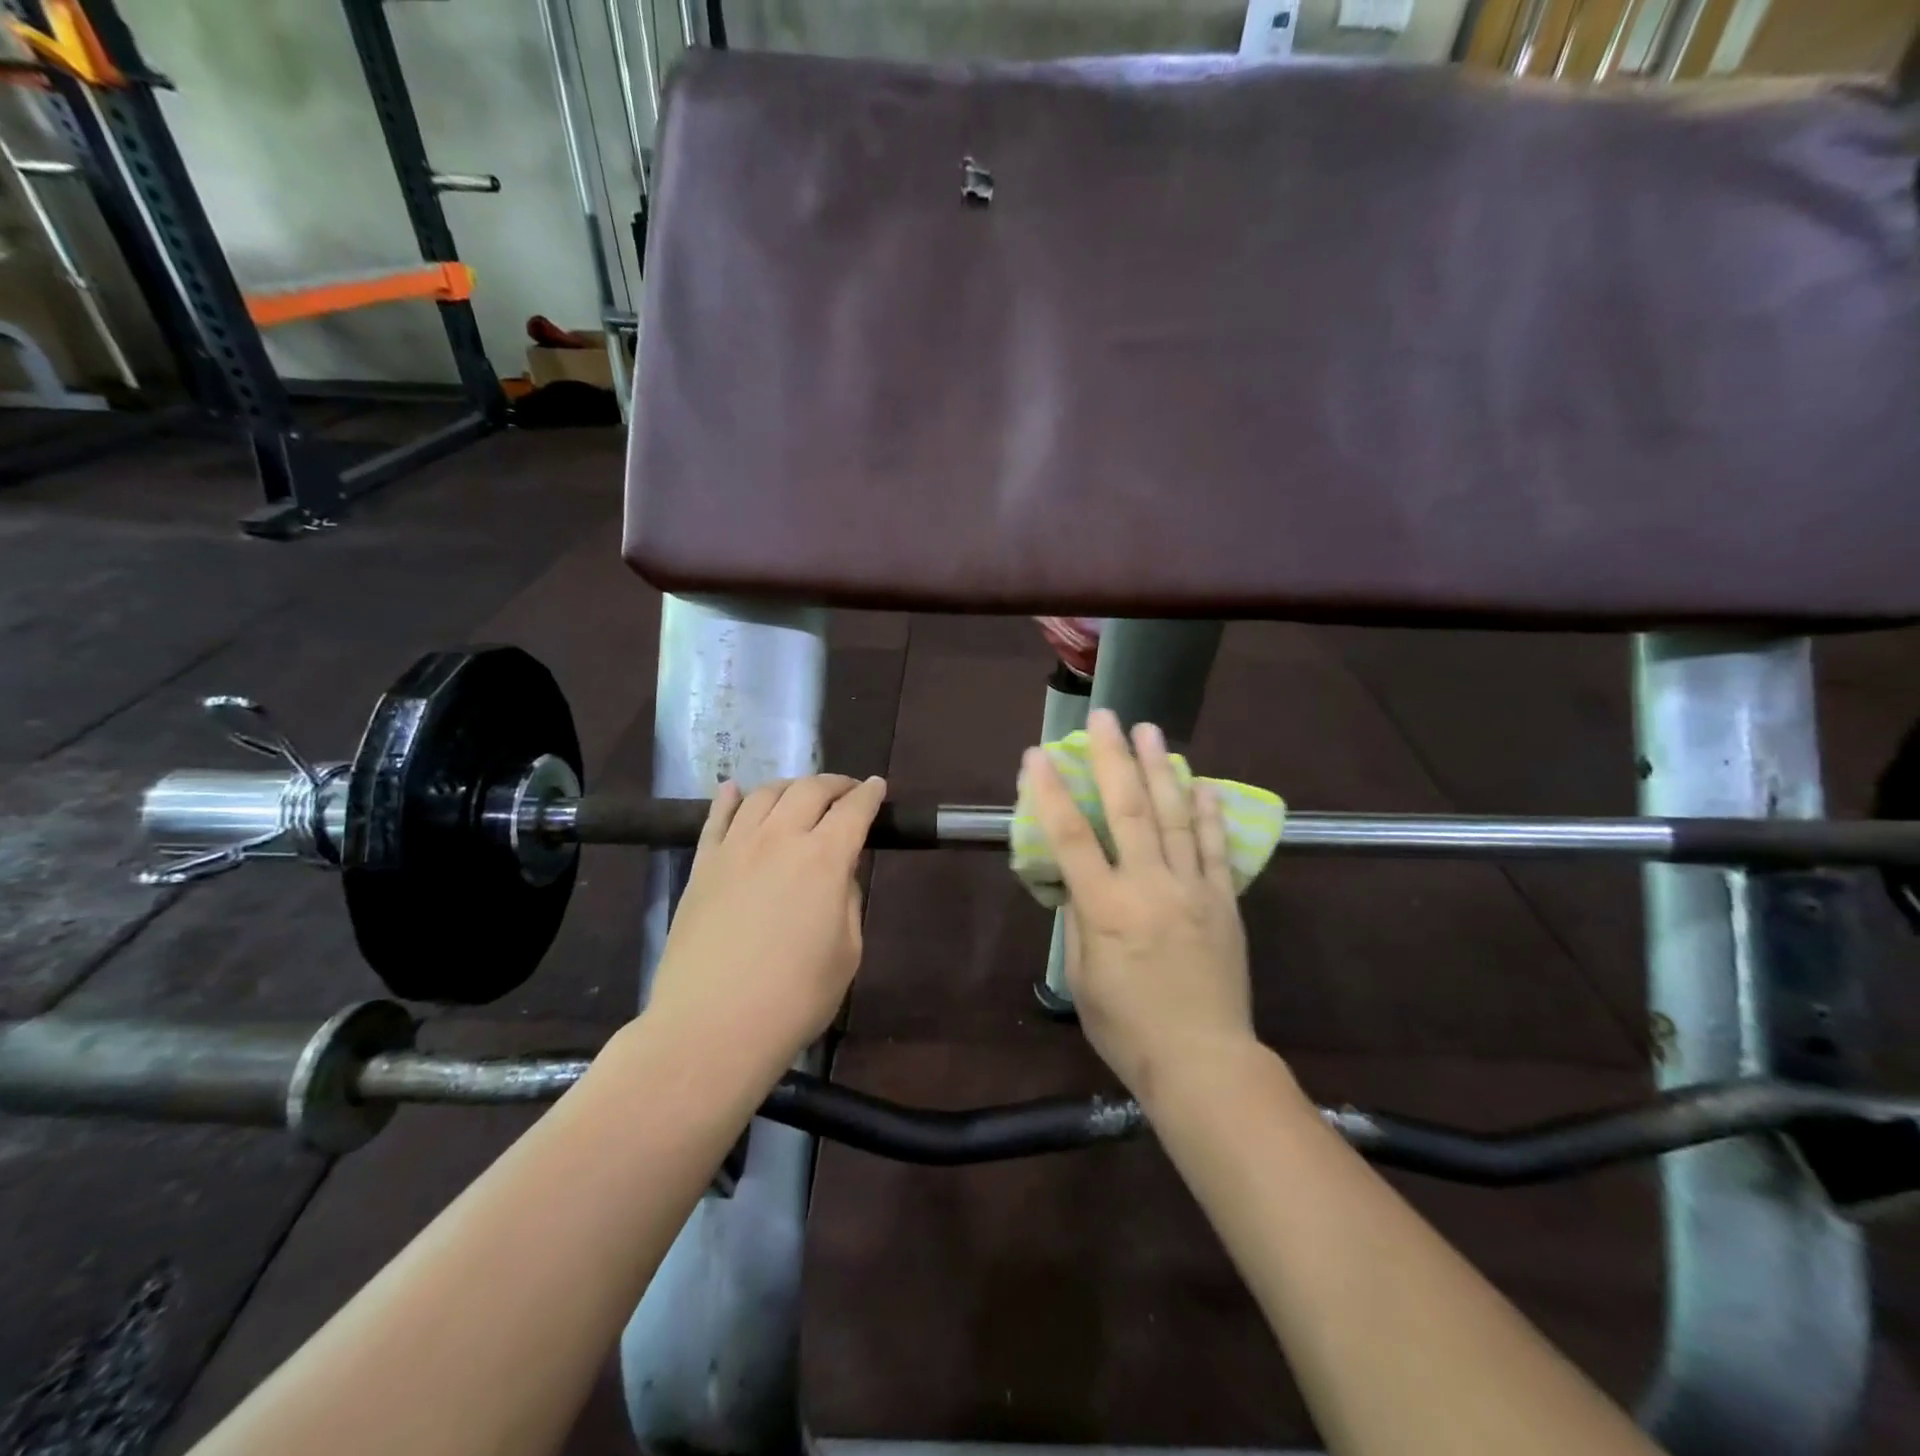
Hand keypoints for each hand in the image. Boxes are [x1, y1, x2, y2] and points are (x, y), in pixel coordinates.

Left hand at [645, 774, 886, 1071]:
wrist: (712, 1026)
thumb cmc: (794, 997)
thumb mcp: (847, 952)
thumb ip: (847, 900)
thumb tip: (837, 873)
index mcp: (825, 858)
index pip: (853, 810)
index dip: (869, 794)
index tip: (877, 786)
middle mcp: (780, 839)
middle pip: (809, 790)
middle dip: (834, 784)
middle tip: (846, 791)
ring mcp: (735, 848)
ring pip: (764, 795)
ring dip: (789, 786)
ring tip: (799, 794)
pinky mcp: (702, 866)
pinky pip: (716, 819)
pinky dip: (730, 798)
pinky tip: (734, 790)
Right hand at [1023, 711, 1255, 1103]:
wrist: (1203, 1062)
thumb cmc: (1127, 1027)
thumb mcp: (1081, 977)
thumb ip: (1080, 919)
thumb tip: (1082, 881)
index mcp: (1106, 907)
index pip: (1070, 837)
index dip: (1050, 792)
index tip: (1037, 755)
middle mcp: (1150, 886)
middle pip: (1129, 809)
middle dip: (1113, 758)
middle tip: (1106, 716)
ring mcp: (1193, 889)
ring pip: (1175, 816)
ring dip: (1161, 768)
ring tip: (1151, 730)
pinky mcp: (1224, 901)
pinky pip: (1214, 849)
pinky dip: (1208, 813)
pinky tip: (1202, 783)